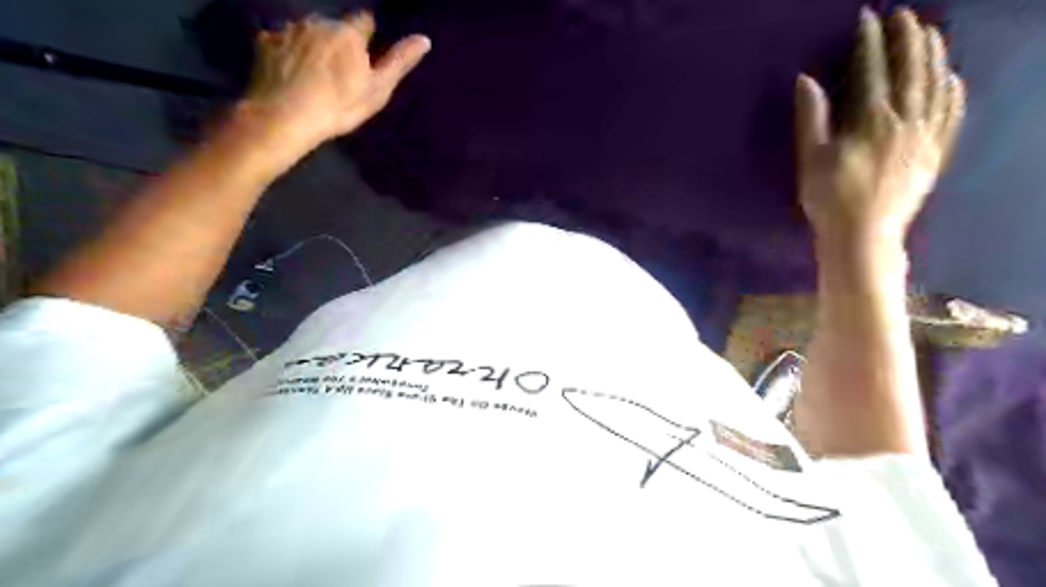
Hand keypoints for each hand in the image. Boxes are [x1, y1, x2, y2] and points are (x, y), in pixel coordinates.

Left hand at [240, 12, 427, 151]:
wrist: (284, 117)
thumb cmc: (339, 107)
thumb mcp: (377, 90)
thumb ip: (399, 62)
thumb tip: (424, 38)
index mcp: (348, 33)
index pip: (364, 21)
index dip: (366, 37)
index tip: (365, 55)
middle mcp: (317, 22)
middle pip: (333, 26)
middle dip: (337, 41)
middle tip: (338, 72)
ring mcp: (287, 29)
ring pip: (306, 31)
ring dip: (312, 45)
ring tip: (312, 74)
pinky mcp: (264, 42)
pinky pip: (280, 40)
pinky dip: (287, 52)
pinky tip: (289, 74)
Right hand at [802, 6, 964, 243]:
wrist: (864, 235)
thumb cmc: (830, 198)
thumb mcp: (811, 159)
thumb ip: (812, 118)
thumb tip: (806, 80)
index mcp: (871, 121)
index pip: (872, 71)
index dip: (869, 42)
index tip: (867, 19)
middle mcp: (905, 121)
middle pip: (911, 70)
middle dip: (908, 39)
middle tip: (904, 16)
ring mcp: (925, 137)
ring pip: (936, 86)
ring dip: (935, 56)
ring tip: (930, 35)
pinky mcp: (935, 154)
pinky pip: (952, 115)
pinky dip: (954, 92)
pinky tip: (952, 78)